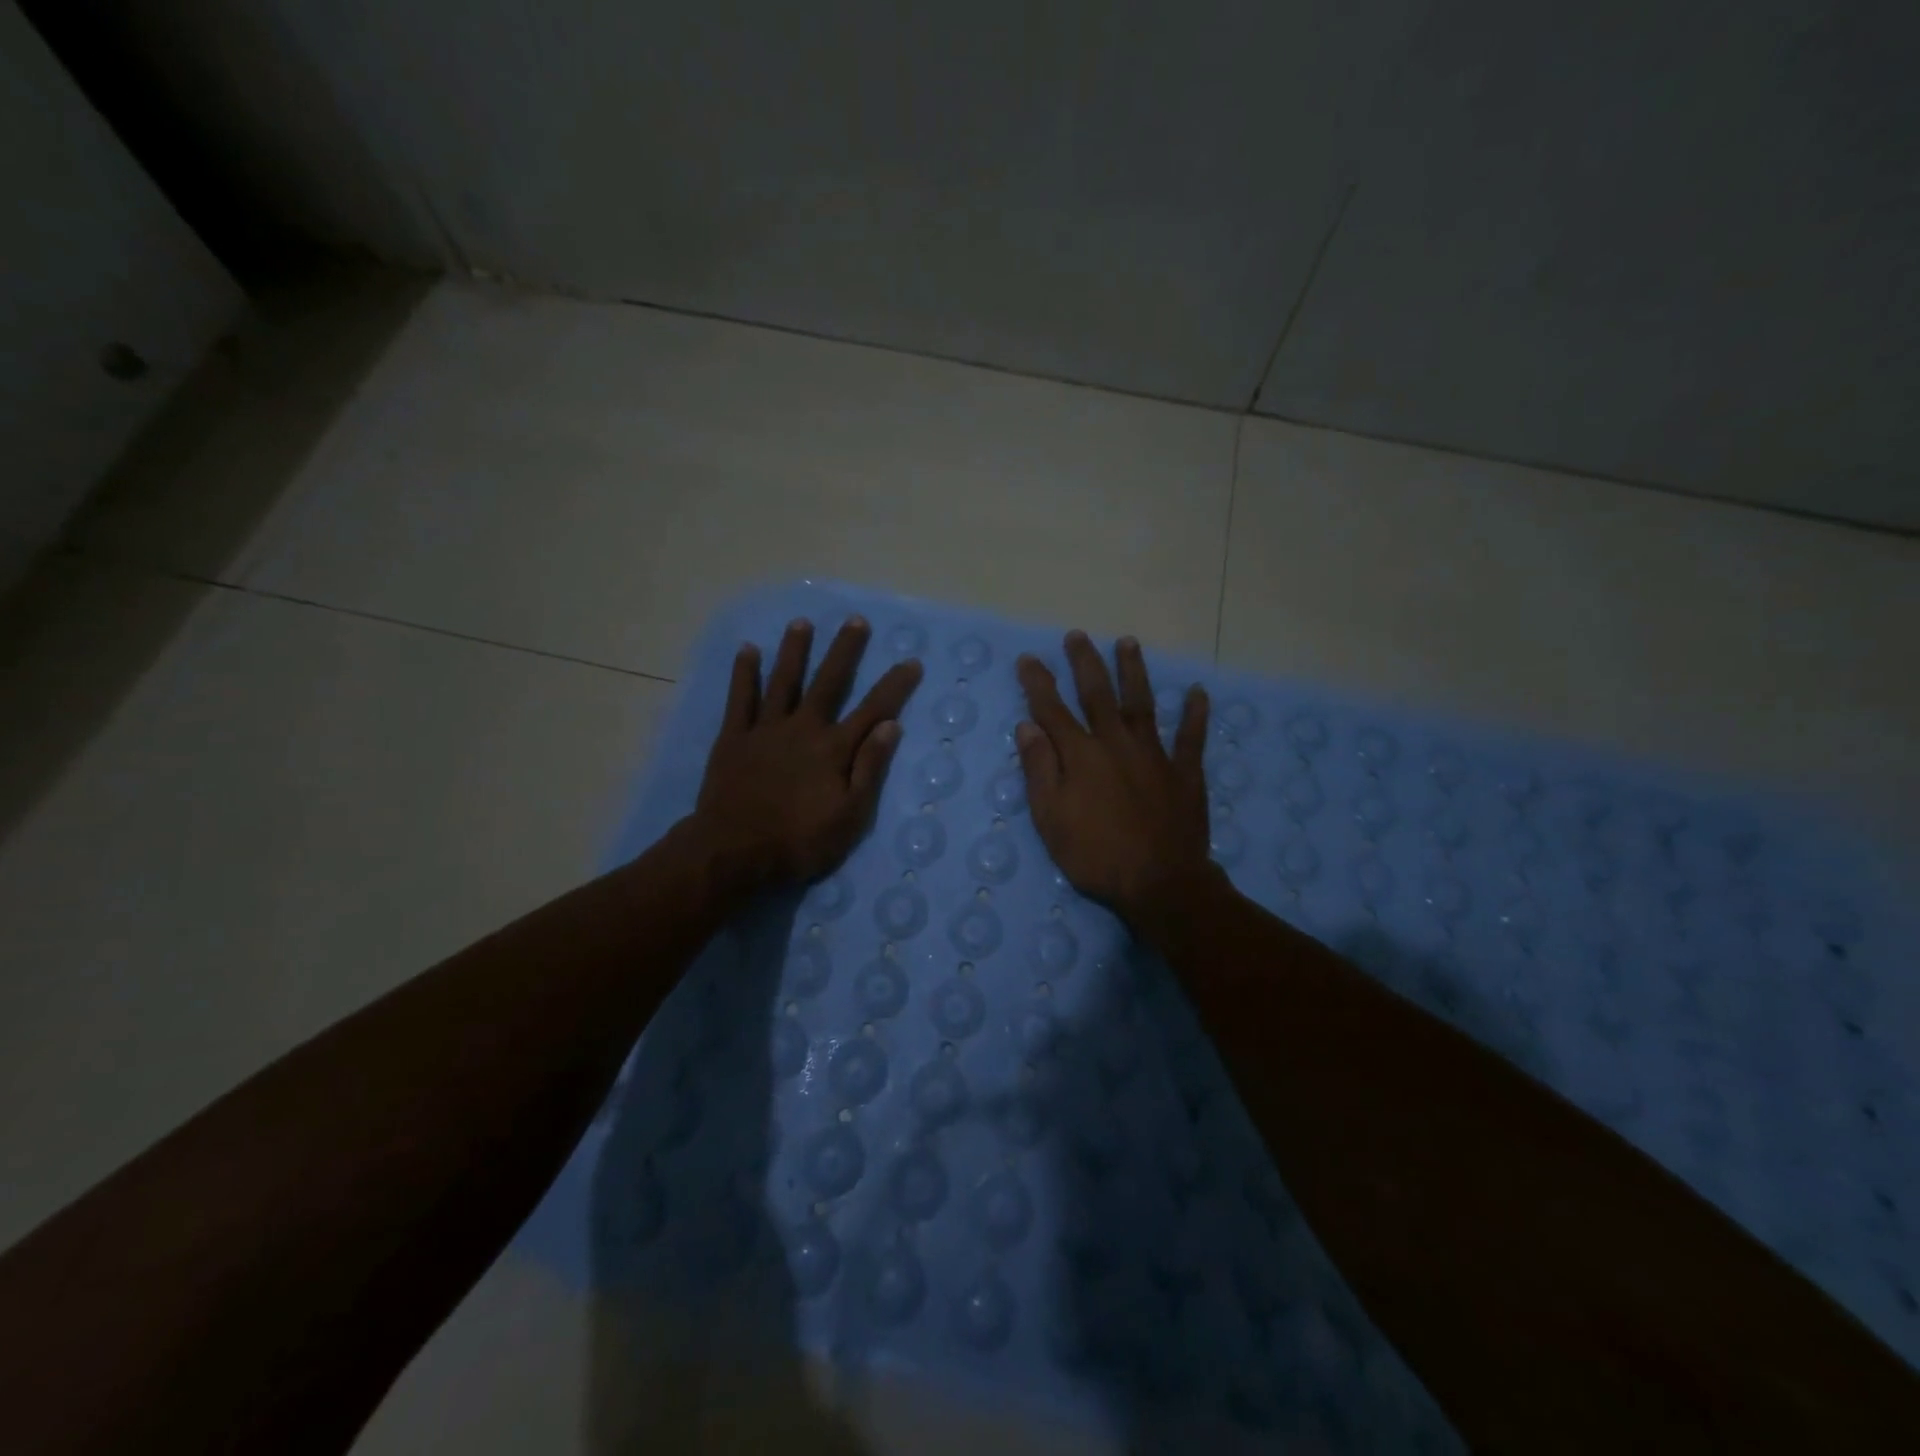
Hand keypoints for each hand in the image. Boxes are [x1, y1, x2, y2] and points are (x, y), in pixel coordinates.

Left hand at [691, 616, 922, 887]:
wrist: (733, 852)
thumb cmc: (799, 841)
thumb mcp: (849, 817)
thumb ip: (869, 769)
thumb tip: (890, 726)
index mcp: (834, 749)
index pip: (873, 710)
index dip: (894, 686)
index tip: (911, 662)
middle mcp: (803, 728)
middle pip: (828, 682)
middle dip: (844, 650)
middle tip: (855, 620)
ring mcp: (766, 729)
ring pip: (784, 681)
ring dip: (795, 650)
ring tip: (802, 622)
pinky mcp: (734, 737)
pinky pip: (740, 698)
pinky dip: (745, 673)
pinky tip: (749, 650)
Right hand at [1016, 632, 1219, 938]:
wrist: (1159, 883)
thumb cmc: (1095, 855)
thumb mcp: (1050, 818)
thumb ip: (1039, 769)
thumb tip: (1027, 726)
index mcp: (1081, 755)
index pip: (1052, 710)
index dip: (1038, 683)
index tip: (1029, 659)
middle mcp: (1116, 744)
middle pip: (1097, 694)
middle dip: (1085, 663)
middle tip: (1077, 635)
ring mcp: (1154, 755)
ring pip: (1141, 704)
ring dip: (1134, 672)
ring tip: (1129, 643)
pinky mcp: (1184, 773)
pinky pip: (1191, 738)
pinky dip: (1195, 715)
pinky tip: (1198, 692)